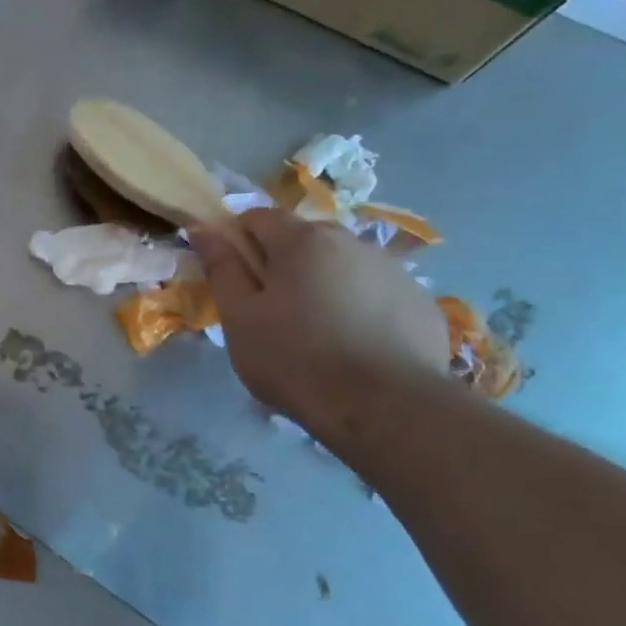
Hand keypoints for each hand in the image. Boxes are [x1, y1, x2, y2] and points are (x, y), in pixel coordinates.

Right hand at [190, 208, 446, 434]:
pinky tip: (355, 346)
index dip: (238, 240)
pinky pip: (377, 293)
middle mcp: (352, 241)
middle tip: (271, 311)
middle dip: (282, 264)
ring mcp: (393, 270)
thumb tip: (204, 230)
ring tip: (317, 333)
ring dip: (323, 284)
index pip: (259, 217)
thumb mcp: (240, 318)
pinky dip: (360, 308)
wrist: (385, 408)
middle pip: (303, 239)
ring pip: (343, 266)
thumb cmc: (295, 359)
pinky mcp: (421, 302)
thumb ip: (222, 268)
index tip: (233, 277)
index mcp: (302, 241)